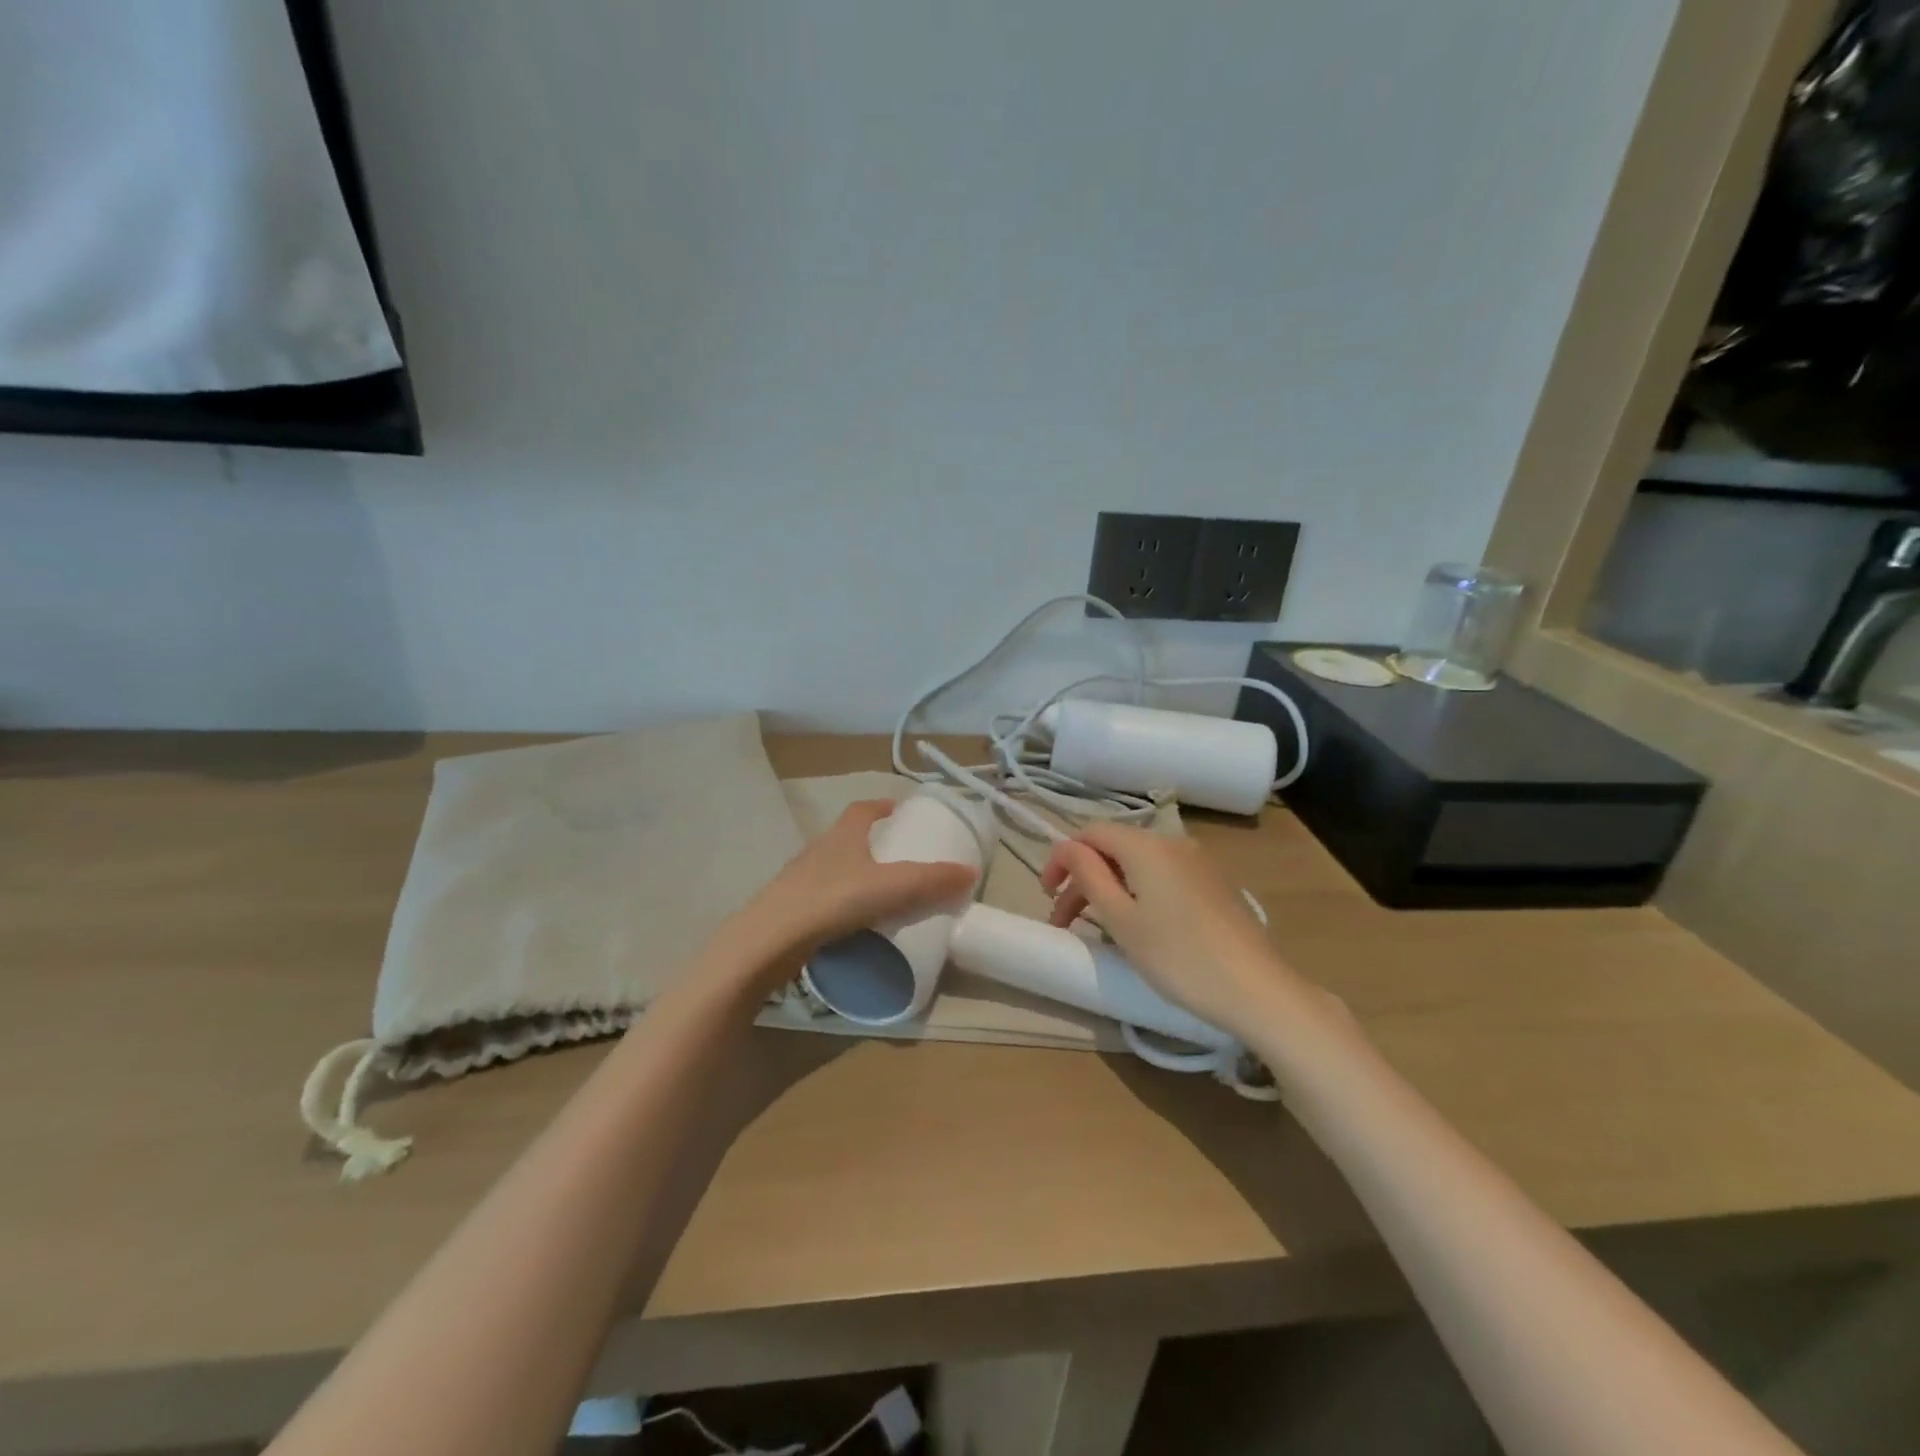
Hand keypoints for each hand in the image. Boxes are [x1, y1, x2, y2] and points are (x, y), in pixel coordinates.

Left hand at [727, 800, 976, 973]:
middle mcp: (817, 851)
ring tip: (880, 896)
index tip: (897, 810)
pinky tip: (853, 926)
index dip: (880, 807)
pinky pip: (822, 900)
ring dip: (855, 876)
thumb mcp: (890, 888)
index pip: (861, 810)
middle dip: (871, 844)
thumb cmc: (831, 901)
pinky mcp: (790, 911)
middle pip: (846, 839)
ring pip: (833, 870)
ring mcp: (799, 881)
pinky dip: (840, 906)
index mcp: (841, 836)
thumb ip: (930, 881)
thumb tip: (970, 871)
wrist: (768, 942)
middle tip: (898, 859)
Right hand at [1042, 823, 1303, 1041]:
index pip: (1090, 832)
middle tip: (1064, 922)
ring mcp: (1198, 862)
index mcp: (1146, 845)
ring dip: (1109, 888)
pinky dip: (1138, 892)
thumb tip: (1068, 848)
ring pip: (1138, 864)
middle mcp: (1173, 842)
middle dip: (1083, 879)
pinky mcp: (1213, 883)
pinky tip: (1139, 926)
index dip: (1062, 858)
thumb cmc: (1178, 956)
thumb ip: (1089, 875)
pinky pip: (1163, 876)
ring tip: (1096, 927)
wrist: (1256, 988)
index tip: (1047, 895)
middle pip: (1114, 848)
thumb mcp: (1121, 919)